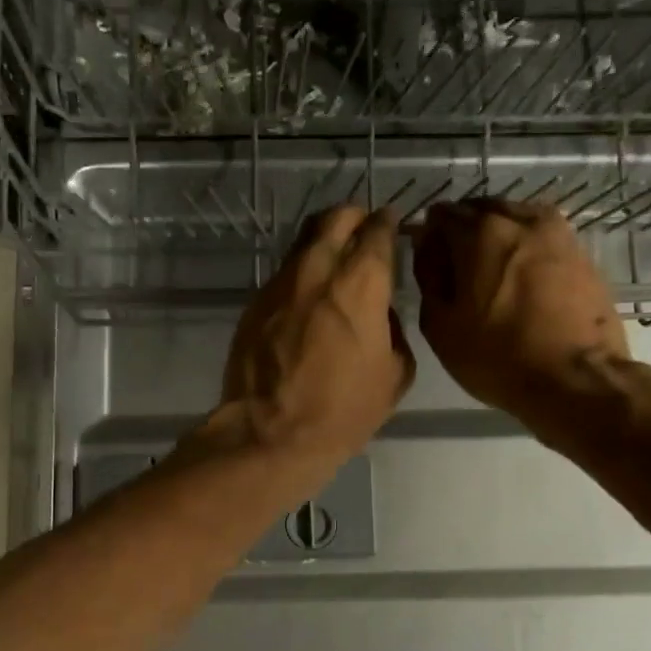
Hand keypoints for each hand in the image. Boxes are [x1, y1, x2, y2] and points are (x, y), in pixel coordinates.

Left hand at [207, 205, 414, 475]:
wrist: (270, 433)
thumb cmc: (342, 411)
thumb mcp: (394, 376)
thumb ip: (395, 331)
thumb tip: (382, 313)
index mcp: (360, 284)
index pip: (376, 231)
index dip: (388, 223)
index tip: (393, 225)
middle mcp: (318, 270)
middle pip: (336, 218)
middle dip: (354, 216)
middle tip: (364, 230)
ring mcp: (280, 284)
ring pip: (304, 241)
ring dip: (324, 241)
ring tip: (335, 260)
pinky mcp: (255, 303)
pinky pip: (284, 274)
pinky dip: (301, 274)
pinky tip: (307, 297)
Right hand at [414, 199, 629, 430]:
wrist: (576, 379)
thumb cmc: (498, 357)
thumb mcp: (441, 326)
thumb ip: (428, 276)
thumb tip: (426, 245)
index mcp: (480, 233)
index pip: (442, 215)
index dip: (429, 234)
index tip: (428, 259)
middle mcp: (520, 220)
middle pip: (481, 210)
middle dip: (464, 229)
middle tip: (457, 267)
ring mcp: (557, 233)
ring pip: (515, 218)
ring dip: (497, 235)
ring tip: (490, 271)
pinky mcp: (581, 253)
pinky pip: (541, 237)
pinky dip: (525, 247)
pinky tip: (521, 277)